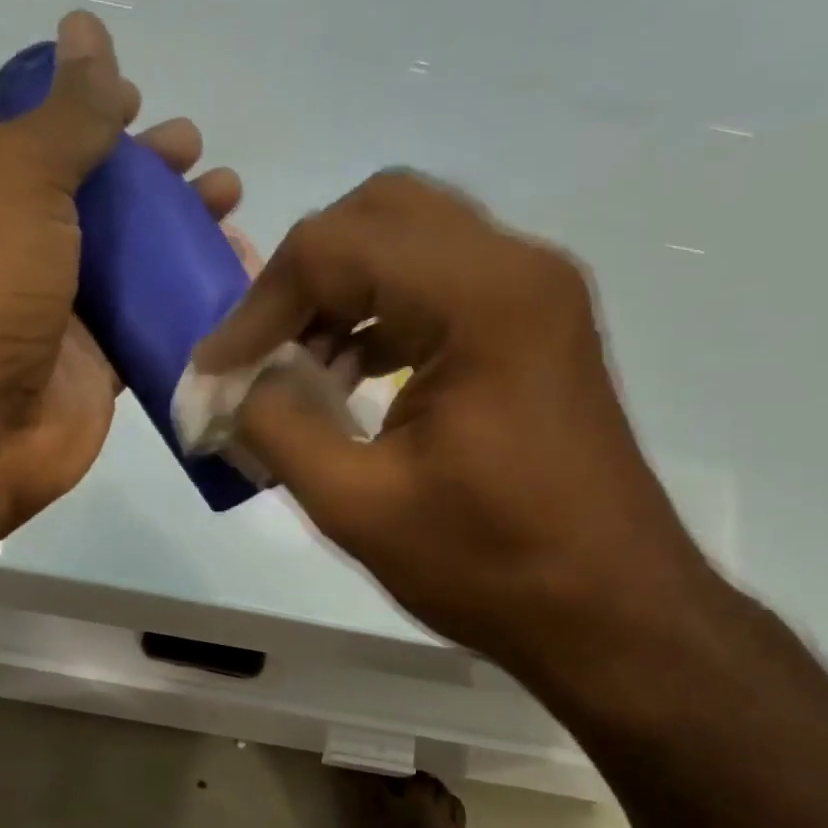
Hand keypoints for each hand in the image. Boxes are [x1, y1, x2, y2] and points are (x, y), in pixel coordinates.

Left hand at [0, 11, 243, 528]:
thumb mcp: (16, 179)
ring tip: (230, 206)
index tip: (141, 100)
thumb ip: (64, 112)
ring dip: (179, 231)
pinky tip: (232, 275)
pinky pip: (149, 319)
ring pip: (129, 259)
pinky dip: (188, 297)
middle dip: (150, 172)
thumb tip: (86, 27)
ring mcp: (59, 310)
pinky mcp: (97, 364)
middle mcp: (17, 246)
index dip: (88, 111)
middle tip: (200, 158)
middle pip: (94, 195)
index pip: (37, 132)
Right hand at [193, 171, 710, 673]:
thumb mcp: (358, 505)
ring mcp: (534, 294)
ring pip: (410, 242)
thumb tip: (233, 385)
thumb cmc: (491, 566)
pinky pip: (440, 285)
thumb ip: (278, 426)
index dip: (257, 307)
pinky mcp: (535, 328)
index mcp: (481, 300)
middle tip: (260, 349)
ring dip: (339, 295)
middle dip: (300, 278)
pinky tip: (349, 380)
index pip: (335, 248)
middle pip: (378, 214)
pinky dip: (379, 315)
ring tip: (298, 373)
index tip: (216, 373)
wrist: (611, 613)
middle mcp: (517, 268)